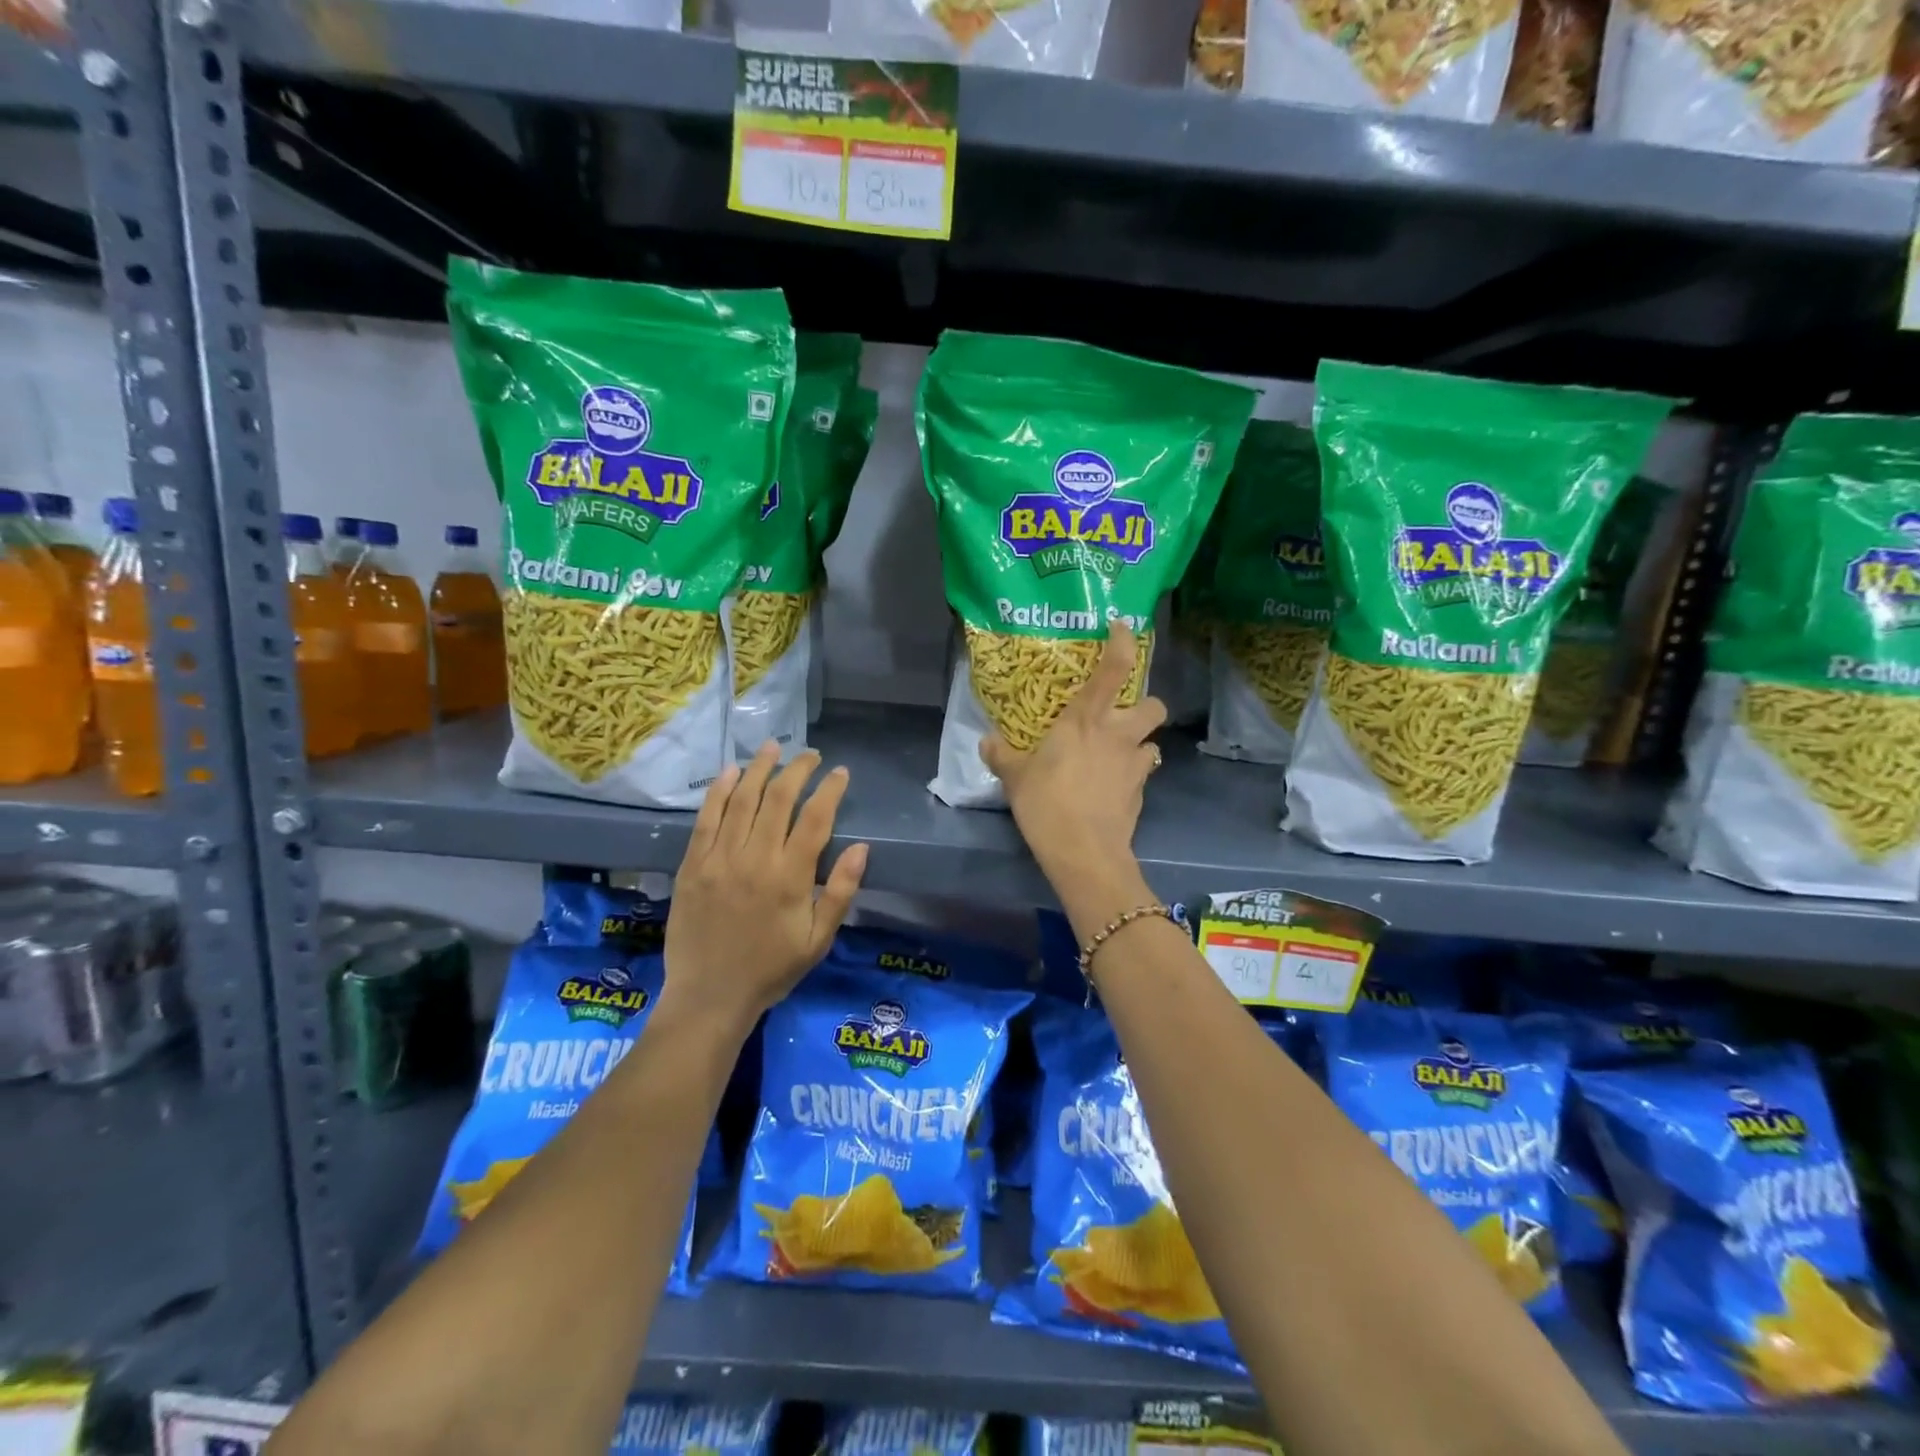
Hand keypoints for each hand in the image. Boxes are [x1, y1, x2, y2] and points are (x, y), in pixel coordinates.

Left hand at [665, 743, 867, 1031]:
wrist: (709, 996)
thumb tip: (862, 847)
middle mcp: (754, 859)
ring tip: (772, 747)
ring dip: (758, 768)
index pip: (815, 819)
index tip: (840, 772)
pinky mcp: (692, 865)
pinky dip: (718, 791)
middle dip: (796, 770)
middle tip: (809, 754)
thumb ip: (840, 892)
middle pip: (778, 799)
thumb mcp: (818, 940)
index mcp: (790, 878)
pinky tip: (730, 772)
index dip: (829, 790)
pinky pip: (706, 819)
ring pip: (741, 800)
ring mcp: (719, 859)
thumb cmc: (771, 969)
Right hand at [982, 619, 1165, 886]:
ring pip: (1154, 741)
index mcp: (1087, 719)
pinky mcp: (1141, 793)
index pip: (1114, 669)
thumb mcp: (1014, 777)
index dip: (1123, 643)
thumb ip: (1001, 755)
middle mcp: (1118, 734)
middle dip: (1145, 704)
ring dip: (1140, 742)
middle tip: (1122, 714)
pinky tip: (1114, 786)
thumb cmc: (1047, 803)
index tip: (1123, 628)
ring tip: (1119, 753)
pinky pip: (1143, 773)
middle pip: (1154, 704)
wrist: (1084, 852)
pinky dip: (1133, 774)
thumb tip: (987, 741)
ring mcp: (1134, 764)